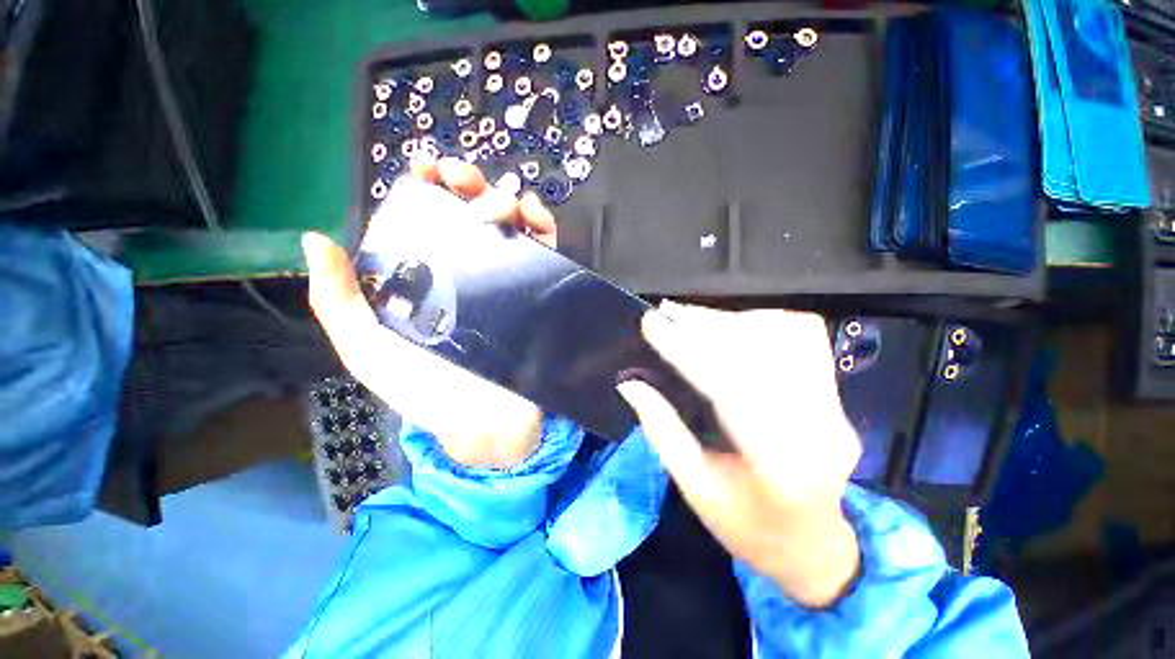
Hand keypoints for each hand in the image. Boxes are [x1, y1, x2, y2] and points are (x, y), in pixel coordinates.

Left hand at [304, 157, 557, 467]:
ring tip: (501, 202)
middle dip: (468, 187)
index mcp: (427, 280)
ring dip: (506, 201)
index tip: (428, 170)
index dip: (428, 190)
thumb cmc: (430, 392)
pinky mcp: (539, 292)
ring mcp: (508, 282)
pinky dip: (543, 227)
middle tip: (464, 179)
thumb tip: (315, 240)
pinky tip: (534, 216)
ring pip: (511, 228)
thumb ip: (340, 305)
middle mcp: (468, 274)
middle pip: (470, 217)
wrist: (489, 422)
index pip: (427, 222)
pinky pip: (545, 252)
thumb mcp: (371, 353)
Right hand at [617, 303, 861, 607]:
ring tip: (691, 316)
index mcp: (776, 465)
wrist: (812, 544)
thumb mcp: (693, 486)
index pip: (726, 386)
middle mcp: (817, 428)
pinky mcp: (837, 395)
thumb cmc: (746, 525)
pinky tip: (732, 325)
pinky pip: (803, 339)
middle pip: (758, 354)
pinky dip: (762, 323)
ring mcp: (835, 408)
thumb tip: (628, 383)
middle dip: (705, 325)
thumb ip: (661, 429)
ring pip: (784, 338)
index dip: (684, 348)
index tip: (652, 323)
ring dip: (731, 320)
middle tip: (668, 311)